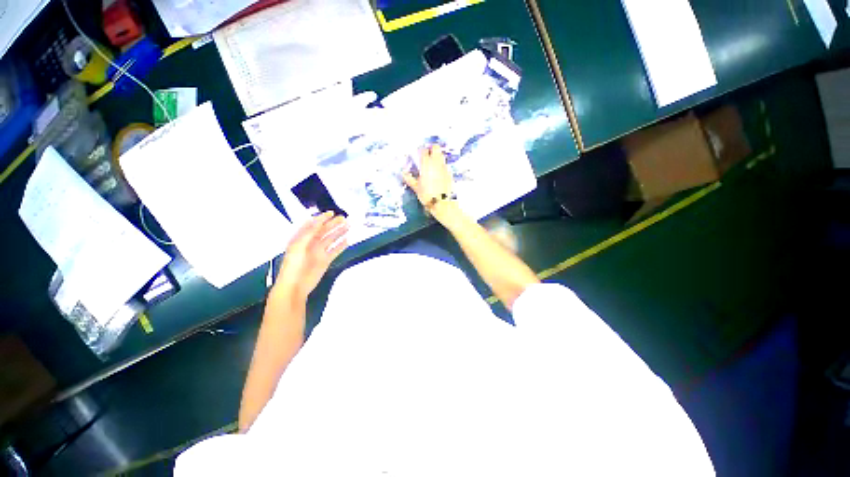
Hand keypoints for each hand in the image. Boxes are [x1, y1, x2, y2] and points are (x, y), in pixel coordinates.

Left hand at [275, 212, 348, 300]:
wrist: (295, 286)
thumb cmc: (293, 265)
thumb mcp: (298, 246)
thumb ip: (309, 233)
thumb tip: (319, 221)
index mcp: (302, 238)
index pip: (313, 225)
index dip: (322, 218)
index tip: (332, 213)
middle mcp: (311, 243)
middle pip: (324, 231)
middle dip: (334, 224)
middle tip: (344, 218)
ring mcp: (319, 252)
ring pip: (331, 239)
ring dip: (340, 232)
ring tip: (349, 226)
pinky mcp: (326, 260)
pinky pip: (335, 250)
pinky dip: (341, 245)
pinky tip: (348, 240)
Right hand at [403, 145, 453, 208]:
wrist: (442, 203)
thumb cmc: (426, 194)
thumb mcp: (416, 187)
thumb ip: (409, 178)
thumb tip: (403, 172)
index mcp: (426, 164)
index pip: (424, 150)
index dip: (421, 150)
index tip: (418, 154)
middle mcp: (436, 162)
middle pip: (436, 148)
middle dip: (431, 149)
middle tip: (427, 155)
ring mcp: (444, 167)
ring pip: (441, 155)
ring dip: (437, 156)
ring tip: (432, 164)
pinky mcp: (450, 173)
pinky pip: (445, 165)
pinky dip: (441, 166)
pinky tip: (438, 174)